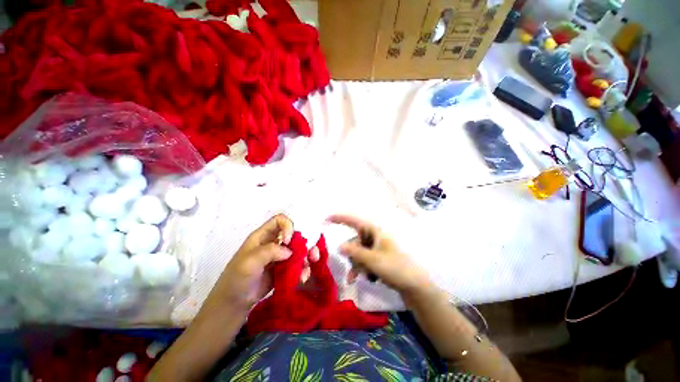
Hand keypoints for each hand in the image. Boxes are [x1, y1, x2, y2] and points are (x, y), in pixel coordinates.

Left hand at [199, 214, 307, 315]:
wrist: (234, 303)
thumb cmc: (237, 278)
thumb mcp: (248, 262)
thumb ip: (269, 252)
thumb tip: (289, 251)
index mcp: (263, 236)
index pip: (279, 221)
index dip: (287, 226)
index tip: (288, 241)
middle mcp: (274, 243)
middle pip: (294, 235)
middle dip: (304, 243)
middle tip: (311, 254)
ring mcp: (280, 256)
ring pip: (299, 250)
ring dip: (307, 257)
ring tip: (307, 270)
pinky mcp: (284, 269)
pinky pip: (298, 264)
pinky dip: (303, 269)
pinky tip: (302, 278)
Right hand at [328, 215, 430, 294]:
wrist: (414, 286)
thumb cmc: (395, 268)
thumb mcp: (372, 260)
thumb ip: (355, 252)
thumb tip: (339, 246)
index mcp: (375, 231)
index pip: (354, 221)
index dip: (340, 218)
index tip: (326, 219)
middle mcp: (374, 237)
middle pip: (354, 242)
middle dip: (352, 255)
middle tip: (356, 268)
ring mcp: (376, 248)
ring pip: (357, 253)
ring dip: (356, 265)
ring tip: (362, 276)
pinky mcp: (377, 258)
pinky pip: (363, 260)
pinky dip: (361, 268)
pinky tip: (361, 278)